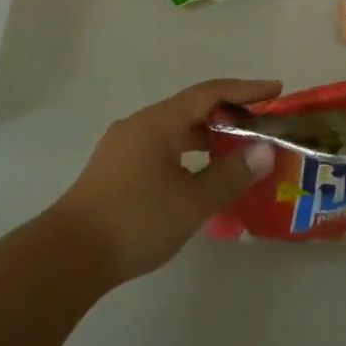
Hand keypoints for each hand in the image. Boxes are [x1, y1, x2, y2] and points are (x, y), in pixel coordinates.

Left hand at [49, 78, 281, 285]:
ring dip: (207, 137)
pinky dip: (187, 153)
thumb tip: (265, 149)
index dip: (246, 90)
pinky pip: (161, 148)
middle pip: (191, 109)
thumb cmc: (136, 220)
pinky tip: (200, 178)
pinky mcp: (115, 169)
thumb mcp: (193, 200)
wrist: (69, 256)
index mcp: (158, 122)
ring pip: (175, 131)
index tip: (276, 90)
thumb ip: (231, 173)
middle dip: (229, 116)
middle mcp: (139, 125)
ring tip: (237, 154)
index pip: (210, 92)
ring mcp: (123, 147)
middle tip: (261, 129)